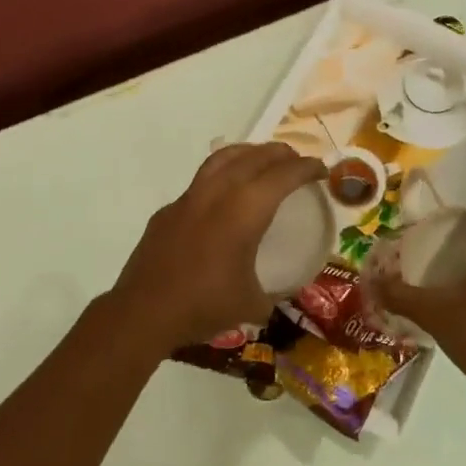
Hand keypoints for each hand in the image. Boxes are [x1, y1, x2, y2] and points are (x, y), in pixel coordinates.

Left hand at [111, 142, 326, 350]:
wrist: (143, 312)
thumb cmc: (204, 305)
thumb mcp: (251, 303)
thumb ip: (271, 293)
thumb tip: (279, 293)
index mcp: (245, 210)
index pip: (284, 175)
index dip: (307, 168)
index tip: (322, 171)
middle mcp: (219, 192)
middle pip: (256, 157)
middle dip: (281, 154)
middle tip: (297, 162)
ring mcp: (190, 197)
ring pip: (224, 158)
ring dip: (249, 153)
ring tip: (262, 160)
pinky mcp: (169, 210)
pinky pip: (201, 181)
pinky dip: (221, 177)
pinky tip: (223, 197)